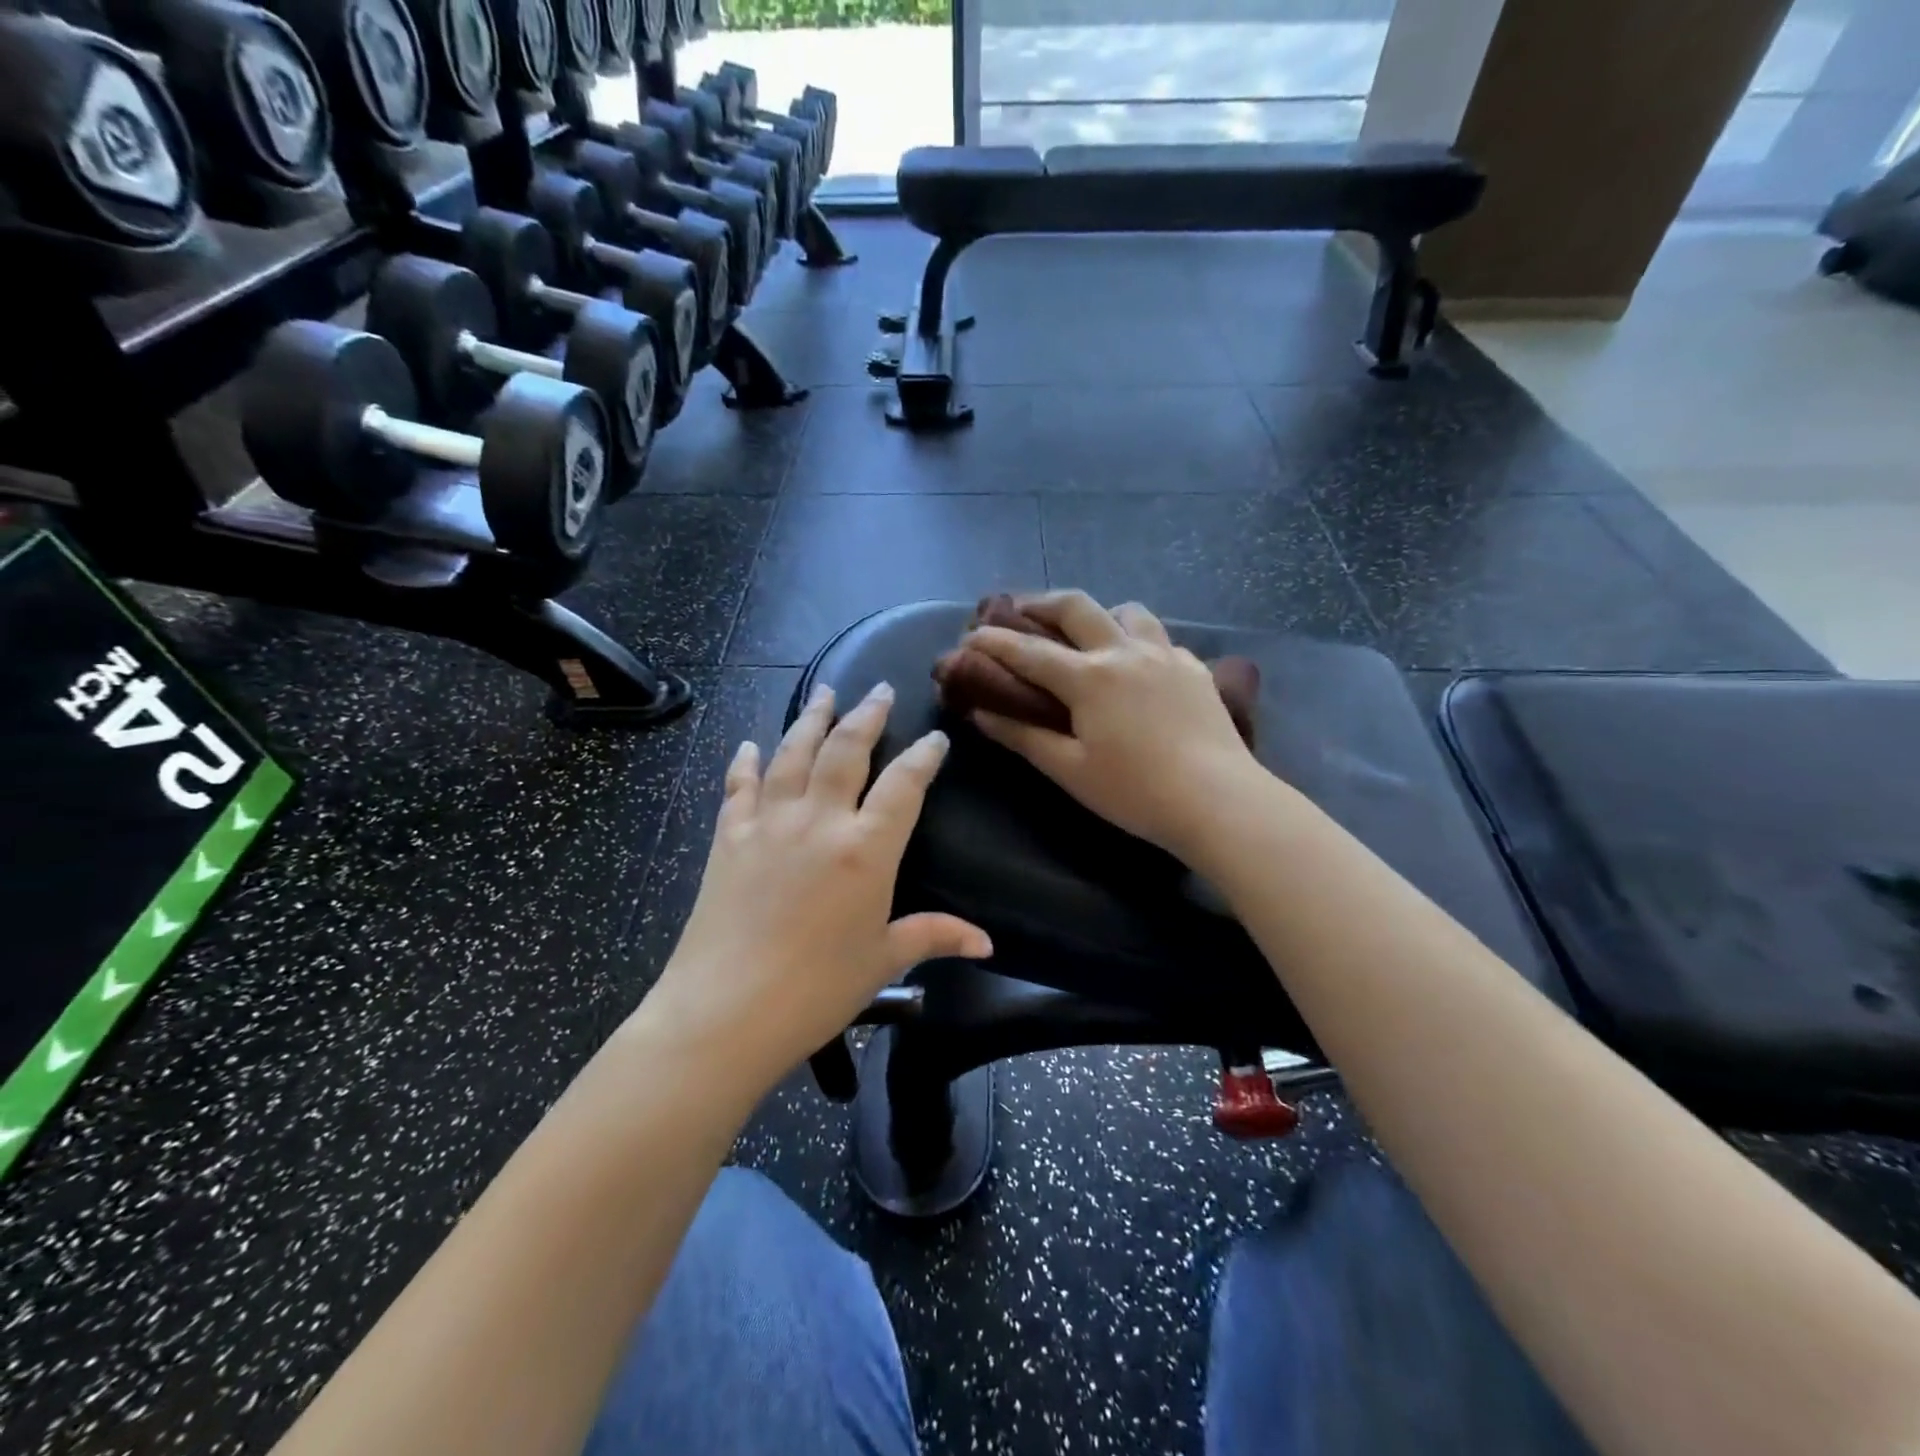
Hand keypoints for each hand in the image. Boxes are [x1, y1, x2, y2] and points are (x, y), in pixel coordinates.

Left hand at [639, 682, 991, 1088]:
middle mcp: (819, 821)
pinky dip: (745, 763)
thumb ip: (934, 937)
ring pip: (793, 754)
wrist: (724, 1011)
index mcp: (866, 849)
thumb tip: (986, 943)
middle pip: (846, 751)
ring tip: (824, 693)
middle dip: (867, 716)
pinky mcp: (729, 837)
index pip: (904, 786)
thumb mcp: (882, 961)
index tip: (935, 737)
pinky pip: (739, 787)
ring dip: (811, 719)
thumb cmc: (816, 990)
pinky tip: (749, 746)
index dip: (924, 756)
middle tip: (879, 689)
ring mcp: (769, 823)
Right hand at [965, 591, 1262, 860]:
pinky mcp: (1195, 668)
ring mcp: (1166, 654)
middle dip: (1041, 602)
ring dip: (1099, 613)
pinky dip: (1138, 640)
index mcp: (1089, 678)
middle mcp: (1125, 651)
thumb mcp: (1070, 770)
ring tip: (1088, 633)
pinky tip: (1139, 665)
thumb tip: (981, 713)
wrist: (1218, 800)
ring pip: (1127, 611)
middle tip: (1022, 611)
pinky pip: (1160, 638)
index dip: (995, 641)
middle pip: (1076, 606)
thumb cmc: (1135, 792)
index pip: (1029, 650)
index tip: (971, 635)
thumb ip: (1023, 737)